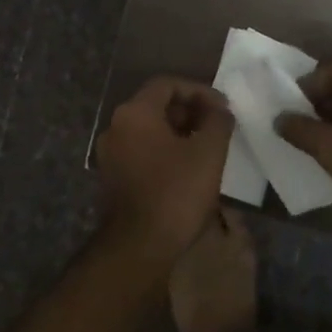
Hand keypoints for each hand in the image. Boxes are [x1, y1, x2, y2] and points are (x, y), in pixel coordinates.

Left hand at [94, 77, 233, 261]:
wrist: (138, 247)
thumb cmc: (176, 193)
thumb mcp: (209, 153)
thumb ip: (218, 121)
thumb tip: (220, 109)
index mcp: (134, 113)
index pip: (167, 84)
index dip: (198, 91)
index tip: (222, 107)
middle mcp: (116, 127)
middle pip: (155, 105)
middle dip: (189, 111)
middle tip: (216, 126)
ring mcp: (110, 154)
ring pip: (148, 130)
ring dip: (178, 132)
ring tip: (206, 147)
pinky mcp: (112, 178)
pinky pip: (141, 151)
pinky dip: (164, 151)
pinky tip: (187, 168)